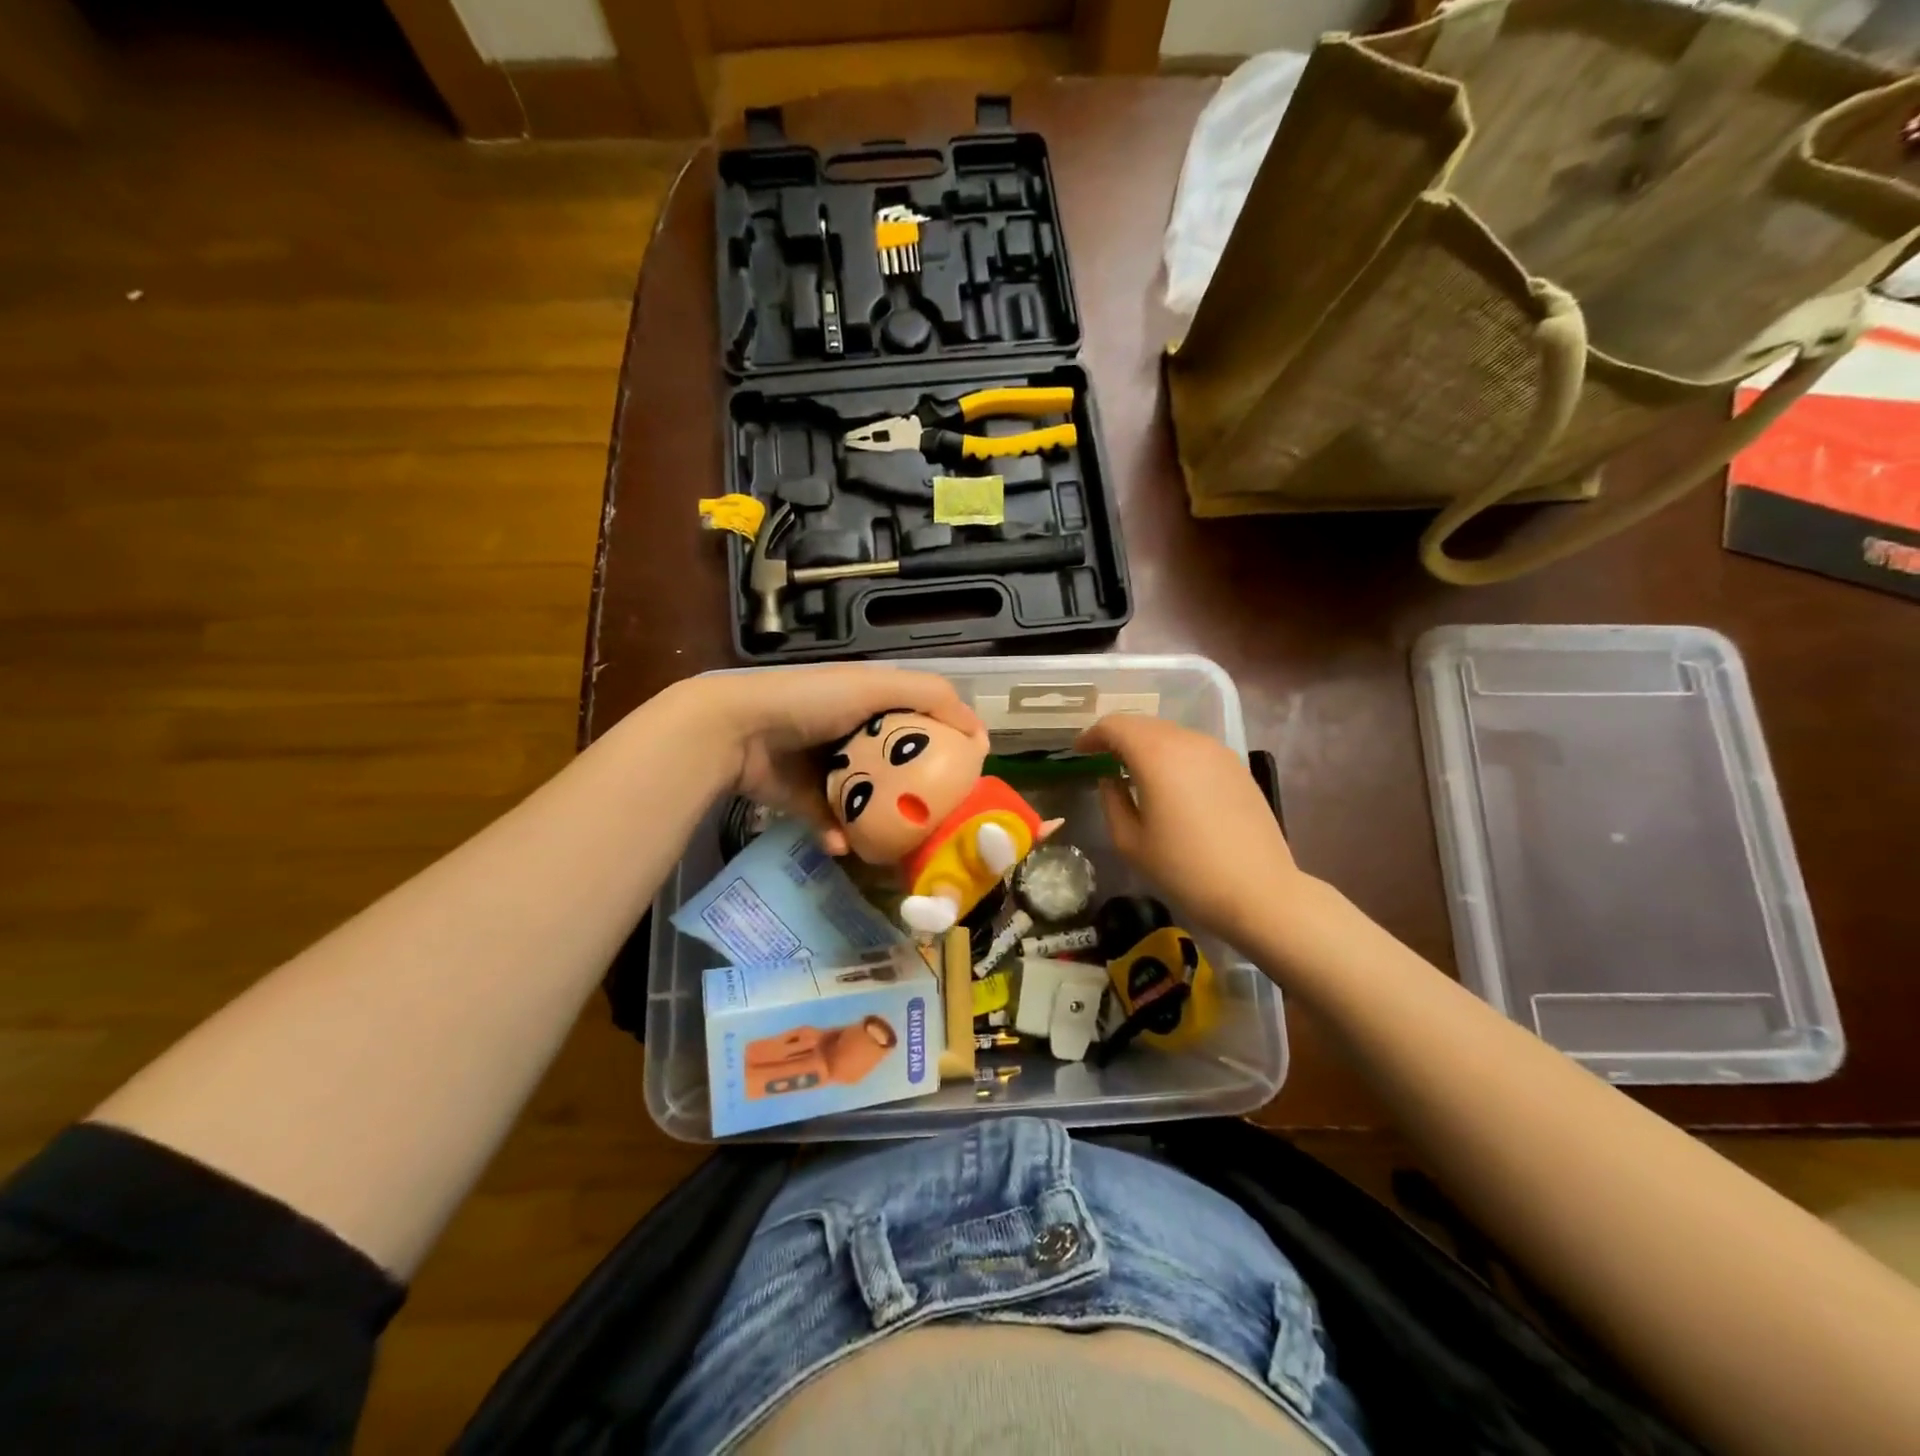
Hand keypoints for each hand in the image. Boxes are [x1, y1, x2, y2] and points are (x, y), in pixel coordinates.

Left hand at [676, 667, 981, 852]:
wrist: (738, 730)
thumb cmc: (813, 701)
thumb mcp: (877, 685)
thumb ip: (932, 696)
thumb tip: (979, 735)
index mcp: (874, 704)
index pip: (923, 724)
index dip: (948, 746)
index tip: (968, 776)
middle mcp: (854, 735)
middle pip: (899, 767)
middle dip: (919, 793)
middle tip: (941, 818)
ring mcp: (828, 770)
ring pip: (868, 802)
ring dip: (883, 823)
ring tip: (904, 843)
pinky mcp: (804, 800)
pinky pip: (831, 823)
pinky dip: (840, 835)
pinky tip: (848, 845)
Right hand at [1076, 714, 1304, 941]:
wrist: (1258, 891)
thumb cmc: (1185, 870)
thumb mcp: (1130, 841)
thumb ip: (1112, 800)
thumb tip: (1110, 779)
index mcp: (1156, 755)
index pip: (1115, 725)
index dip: (1092, 734)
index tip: (1079, 751)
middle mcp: (1188, 741)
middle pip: (1144, 724)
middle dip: (1118, 737)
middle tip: (1101, 759)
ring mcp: (1218, 751)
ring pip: (1171, 734)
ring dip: (1147, 744)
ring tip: (1133, 771)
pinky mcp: (1237, 767)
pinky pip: (1194, 748)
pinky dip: (1172, 755)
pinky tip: (1169, 782)